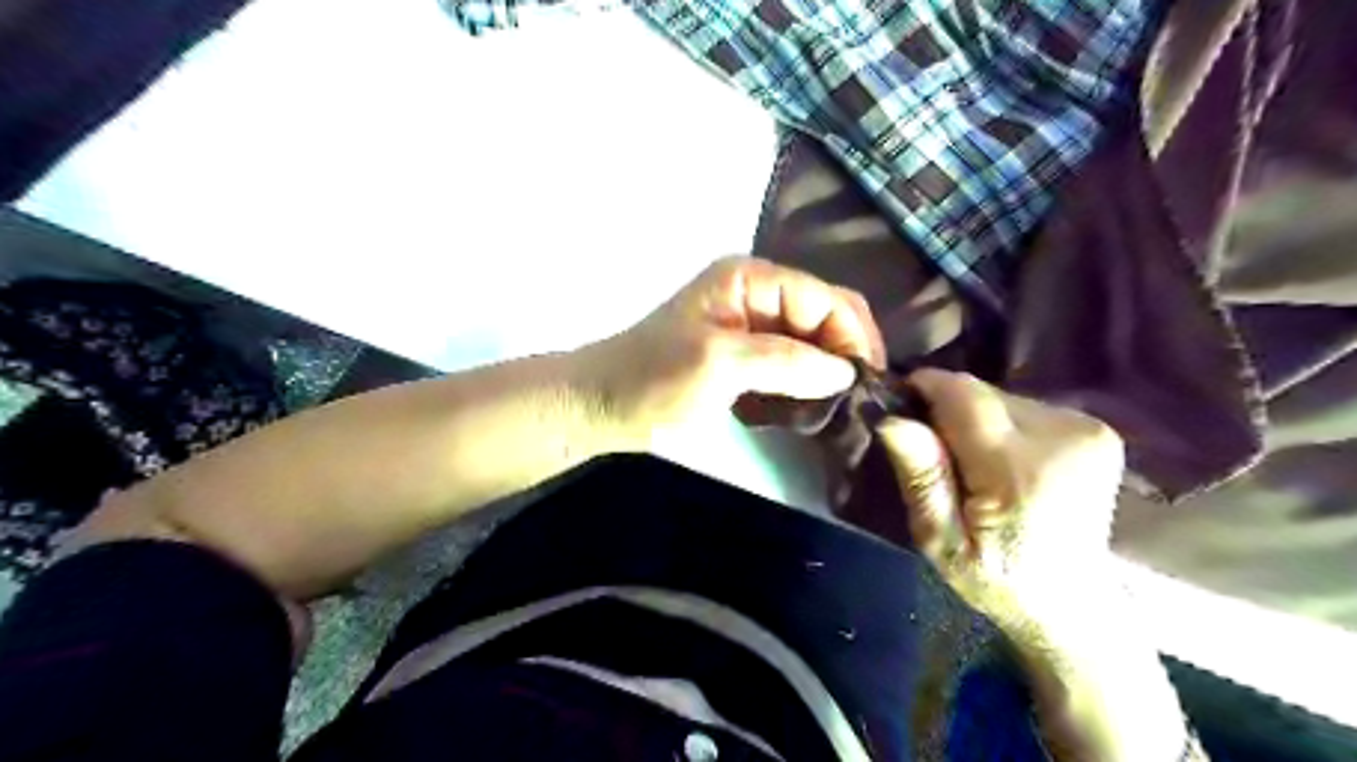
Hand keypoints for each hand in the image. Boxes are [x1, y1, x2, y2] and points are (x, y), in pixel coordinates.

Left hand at [575, 256, 886, 446]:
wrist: (601, 406)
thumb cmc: (652, 380)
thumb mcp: (718, 365)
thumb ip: (784, 362)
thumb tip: (846, 372)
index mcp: (750, 280)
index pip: (824, 298)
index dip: (852, 336)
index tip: (868, 384)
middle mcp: (757, 294)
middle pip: (824, 315)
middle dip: (846, 353)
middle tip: (861, 401)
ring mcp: (751, 326)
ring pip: (812, 342)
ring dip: (829, 372)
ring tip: (841, 408)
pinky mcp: (745, 357)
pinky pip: (792, 364)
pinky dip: (807, 385)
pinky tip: (811, 408)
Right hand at [880, 369, 1122, 635]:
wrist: (1074, 604)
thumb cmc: (997, 580)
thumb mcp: (941, 543)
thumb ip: (922, 479)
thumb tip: (892, 419)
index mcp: (1021, 470)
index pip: (963, 394)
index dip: (925, 387)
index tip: (900, 406)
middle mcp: (1062, 436)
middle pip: (981, 393)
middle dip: (949, 412)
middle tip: (938, 457)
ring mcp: (1087, 430)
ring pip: (1001, 397)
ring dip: (976, 420)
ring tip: (974, 466)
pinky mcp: (1096, 429)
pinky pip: (1024, 408)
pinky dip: (1003, 426)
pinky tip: (1005, 463)